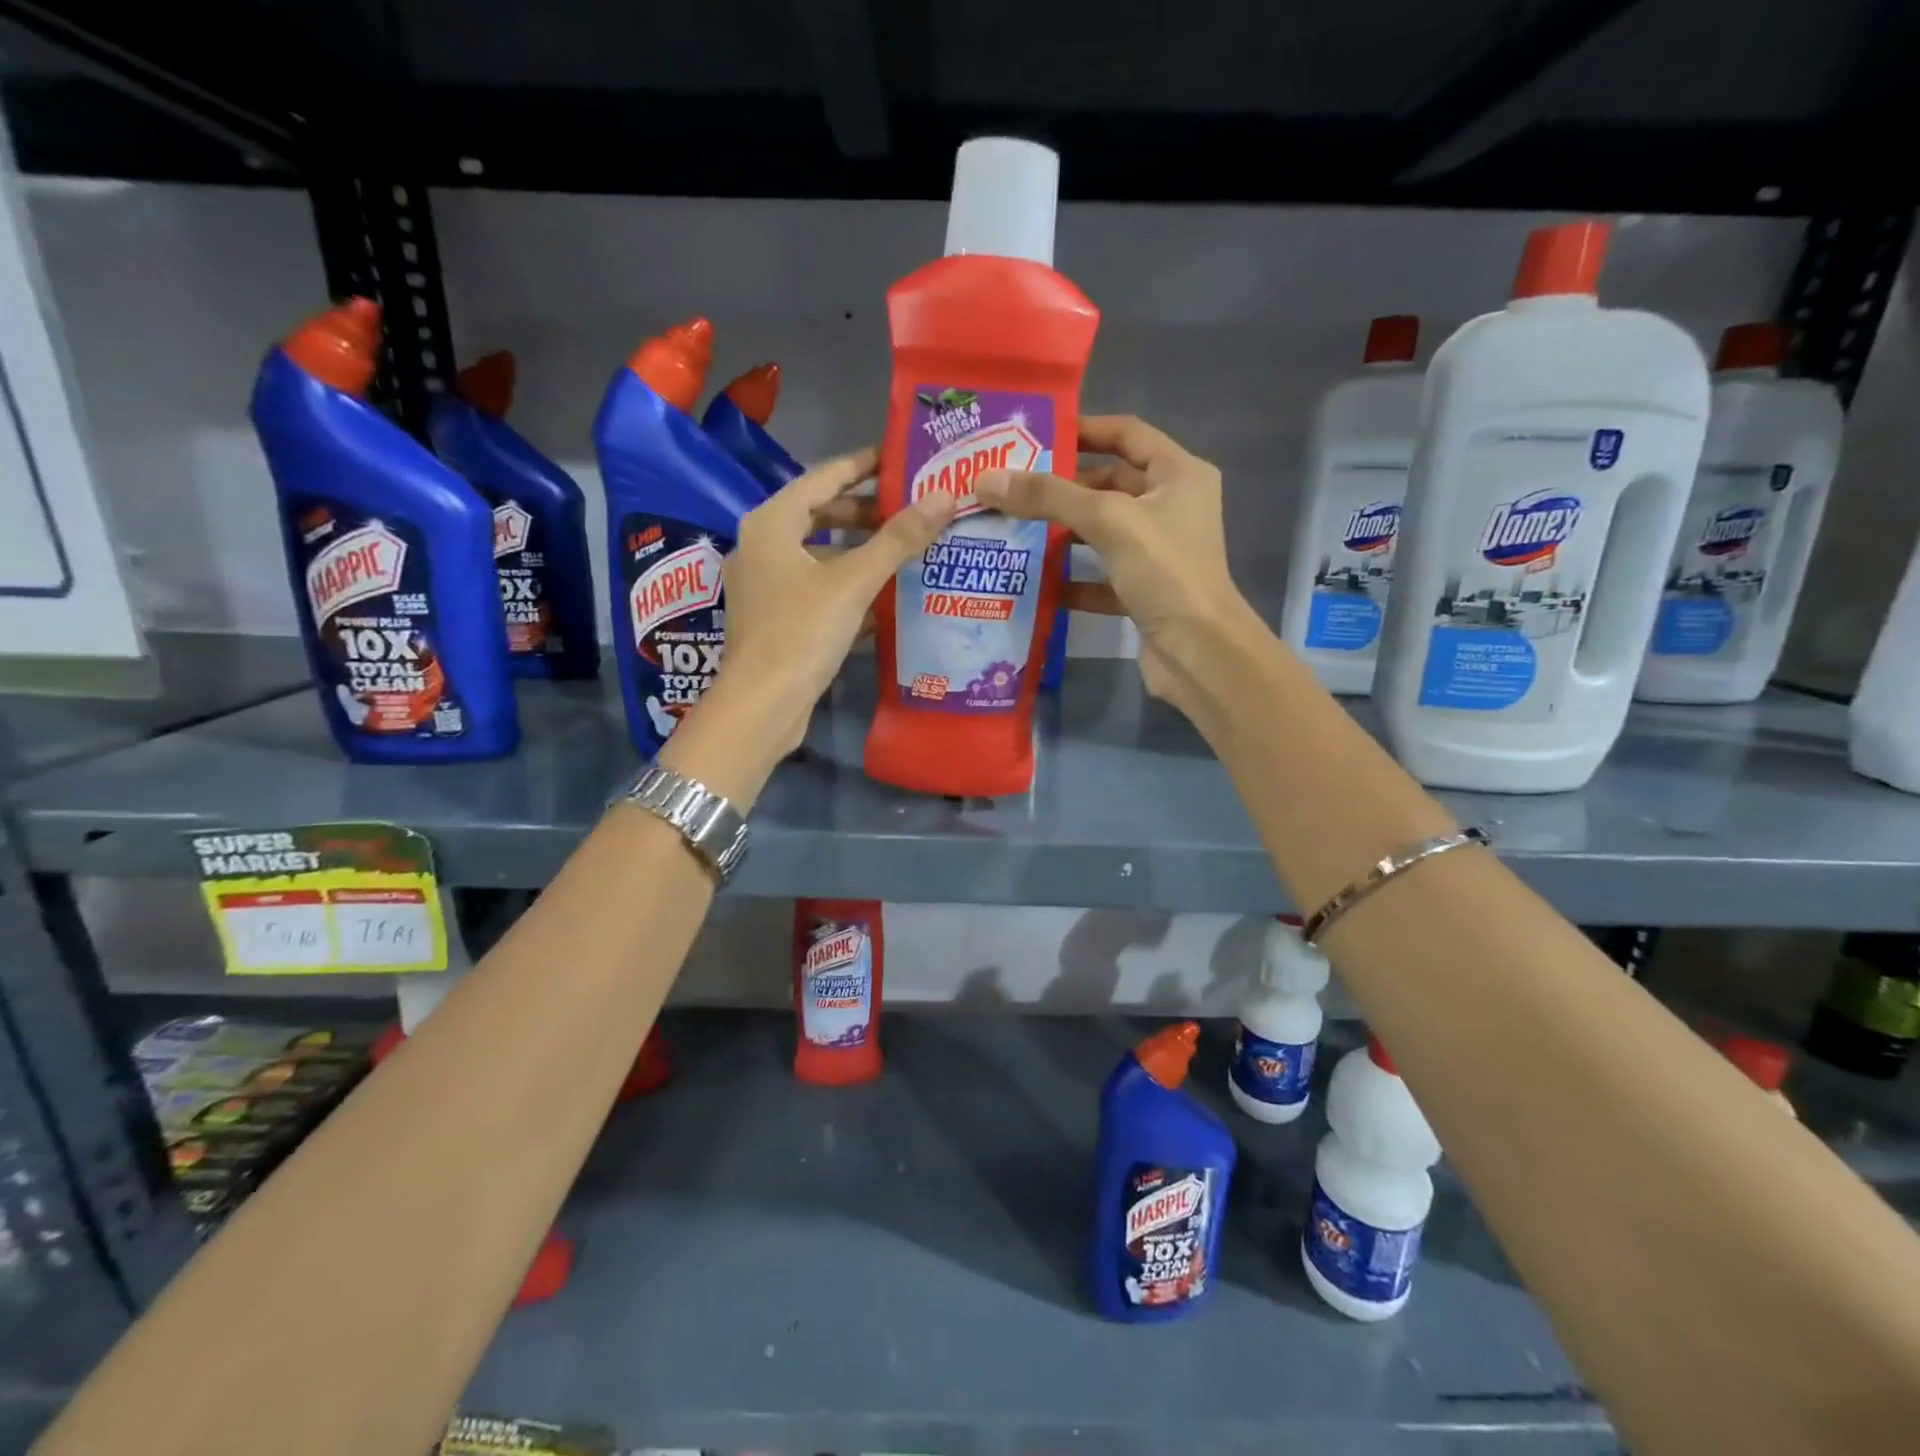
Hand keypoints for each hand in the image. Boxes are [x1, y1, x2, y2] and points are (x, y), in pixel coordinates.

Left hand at [663, 448, 955, 800]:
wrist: (762, 705)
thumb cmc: (801, 632)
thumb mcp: (853, 581)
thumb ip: (898, 538)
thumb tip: (945, 496)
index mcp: (771, 523)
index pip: (822, 477)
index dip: (862, 465)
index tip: (899, 459)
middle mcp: (760, 546)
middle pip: (819, 514)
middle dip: (864, 512)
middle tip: (909, 509)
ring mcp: (764, 584)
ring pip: (818, 554)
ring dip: (858, 552)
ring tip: (903, 551)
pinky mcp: (773, 617)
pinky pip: (815, 586)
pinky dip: (845, 585)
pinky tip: (881, 598)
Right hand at [974, 416, 1258, 714]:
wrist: (1200, 653)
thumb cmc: (1165, 572)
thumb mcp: (1108, 522)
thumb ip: (1049, 497)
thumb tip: (987, 478)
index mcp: (1178, 475)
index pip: (1127, 434)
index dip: (1084, 429)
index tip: (1035, 436)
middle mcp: (1172, 507)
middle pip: (1110, 484)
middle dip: (1062, 487)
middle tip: (1010, 487)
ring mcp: (1158, 553)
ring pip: (1102, 532)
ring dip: (1062, 533)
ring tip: (1012, 529)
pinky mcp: (1144, 592)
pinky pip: (1101, 577)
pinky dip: (1072, 579)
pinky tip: (1036, 582)